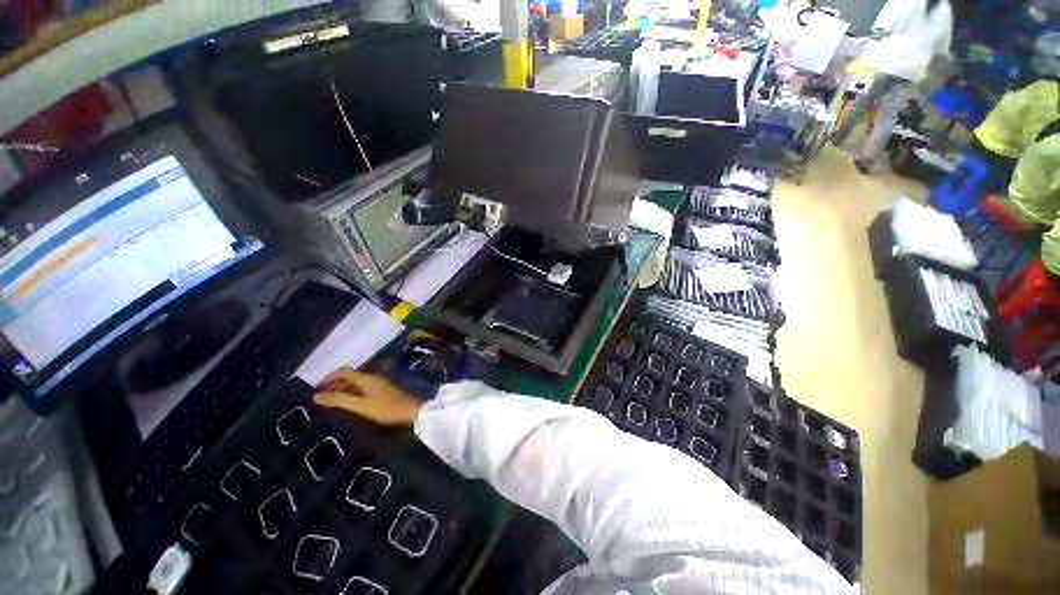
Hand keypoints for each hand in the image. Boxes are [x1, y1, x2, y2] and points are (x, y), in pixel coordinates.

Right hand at [314, 369, 421, 426]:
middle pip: (350, 376)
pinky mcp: (383, 391)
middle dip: (334, 384)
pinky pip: (363, 388)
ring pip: (357, 383)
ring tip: (333, 403)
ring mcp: (379, 384)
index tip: (316, 390)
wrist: (410, 411)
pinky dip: (352, 393)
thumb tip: (316, 396)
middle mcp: (373, 377)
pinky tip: (350, 405)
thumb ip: (339, 400)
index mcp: (366, 378)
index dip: (329, 378)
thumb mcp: (360, 405)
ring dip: (343, 389)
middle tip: (322, 398)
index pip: (344, 371)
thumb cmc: (385, 408)